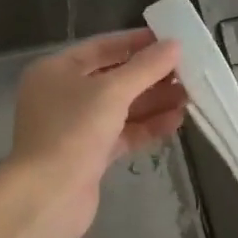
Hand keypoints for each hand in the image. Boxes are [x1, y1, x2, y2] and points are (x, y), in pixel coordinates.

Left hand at [7, 29, 185, 237]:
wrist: (48, 197)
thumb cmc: (73, 131)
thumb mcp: (112, 92)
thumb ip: (145, 68)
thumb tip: (175, 45)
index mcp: (56, 70)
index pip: (101, 47)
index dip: (136, 43)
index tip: (171, 41)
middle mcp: (62, 95)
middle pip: (113, 78)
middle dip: (150, 76)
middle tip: (187, 72)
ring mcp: (75, 127)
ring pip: (120, 108)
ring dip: (153, 101)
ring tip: (189, 96)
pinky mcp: (89, 155)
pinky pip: (122, 133)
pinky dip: (146, 126)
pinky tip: (175, 121)